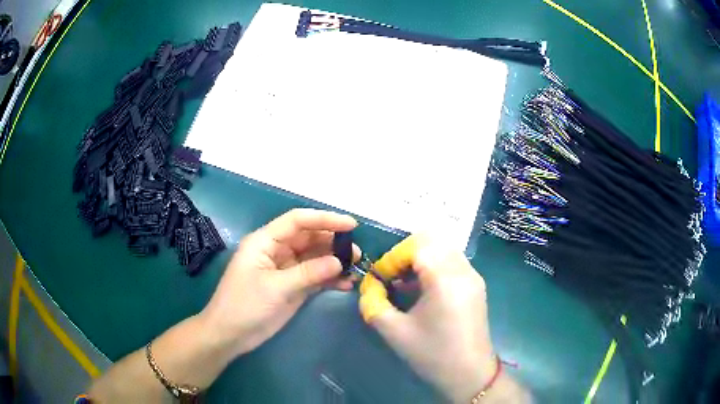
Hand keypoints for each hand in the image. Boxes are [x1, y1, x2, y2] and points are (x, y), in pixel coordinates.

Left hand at [201, 208, 357, 356]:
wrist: (230, 335)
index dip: (324, 219)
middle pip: (309, 238)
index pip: (297, 221)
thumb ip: (308, 273)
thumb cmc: (244, 306)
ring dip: (334, 262)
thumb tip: (339, 262)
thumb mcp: (275, 288)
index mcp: (265, 242)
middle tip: (356, 253)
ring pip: (314, 258)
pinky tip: (346, 284)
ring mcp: (285, 270)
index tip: (351, 225)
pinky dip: (330, 279)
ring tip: (356, 268)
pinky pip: (314, 277)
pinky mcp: (292, 287)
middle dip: (333, 242)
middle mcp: (277, 251)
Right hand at [358, 235, 497, 402]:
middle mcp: (463, 270)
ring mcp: (474, 276)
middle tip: (392, 278)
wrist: (469, 374)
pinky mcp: (477, 285)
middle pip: (432, 241)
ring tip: (405, 285)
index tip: (380, 279)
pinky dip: (434, 266)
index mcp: (445, 279)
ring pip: (443, 249)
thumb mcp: (394, 331)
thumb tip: (368, 287)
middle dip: (406, 255)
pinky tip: (422, 291)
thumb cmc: (432, 354)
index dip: (393, 258)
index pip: (416, 246)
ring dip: (421, 260)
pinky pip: (453, 262)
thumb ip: (373, 303)